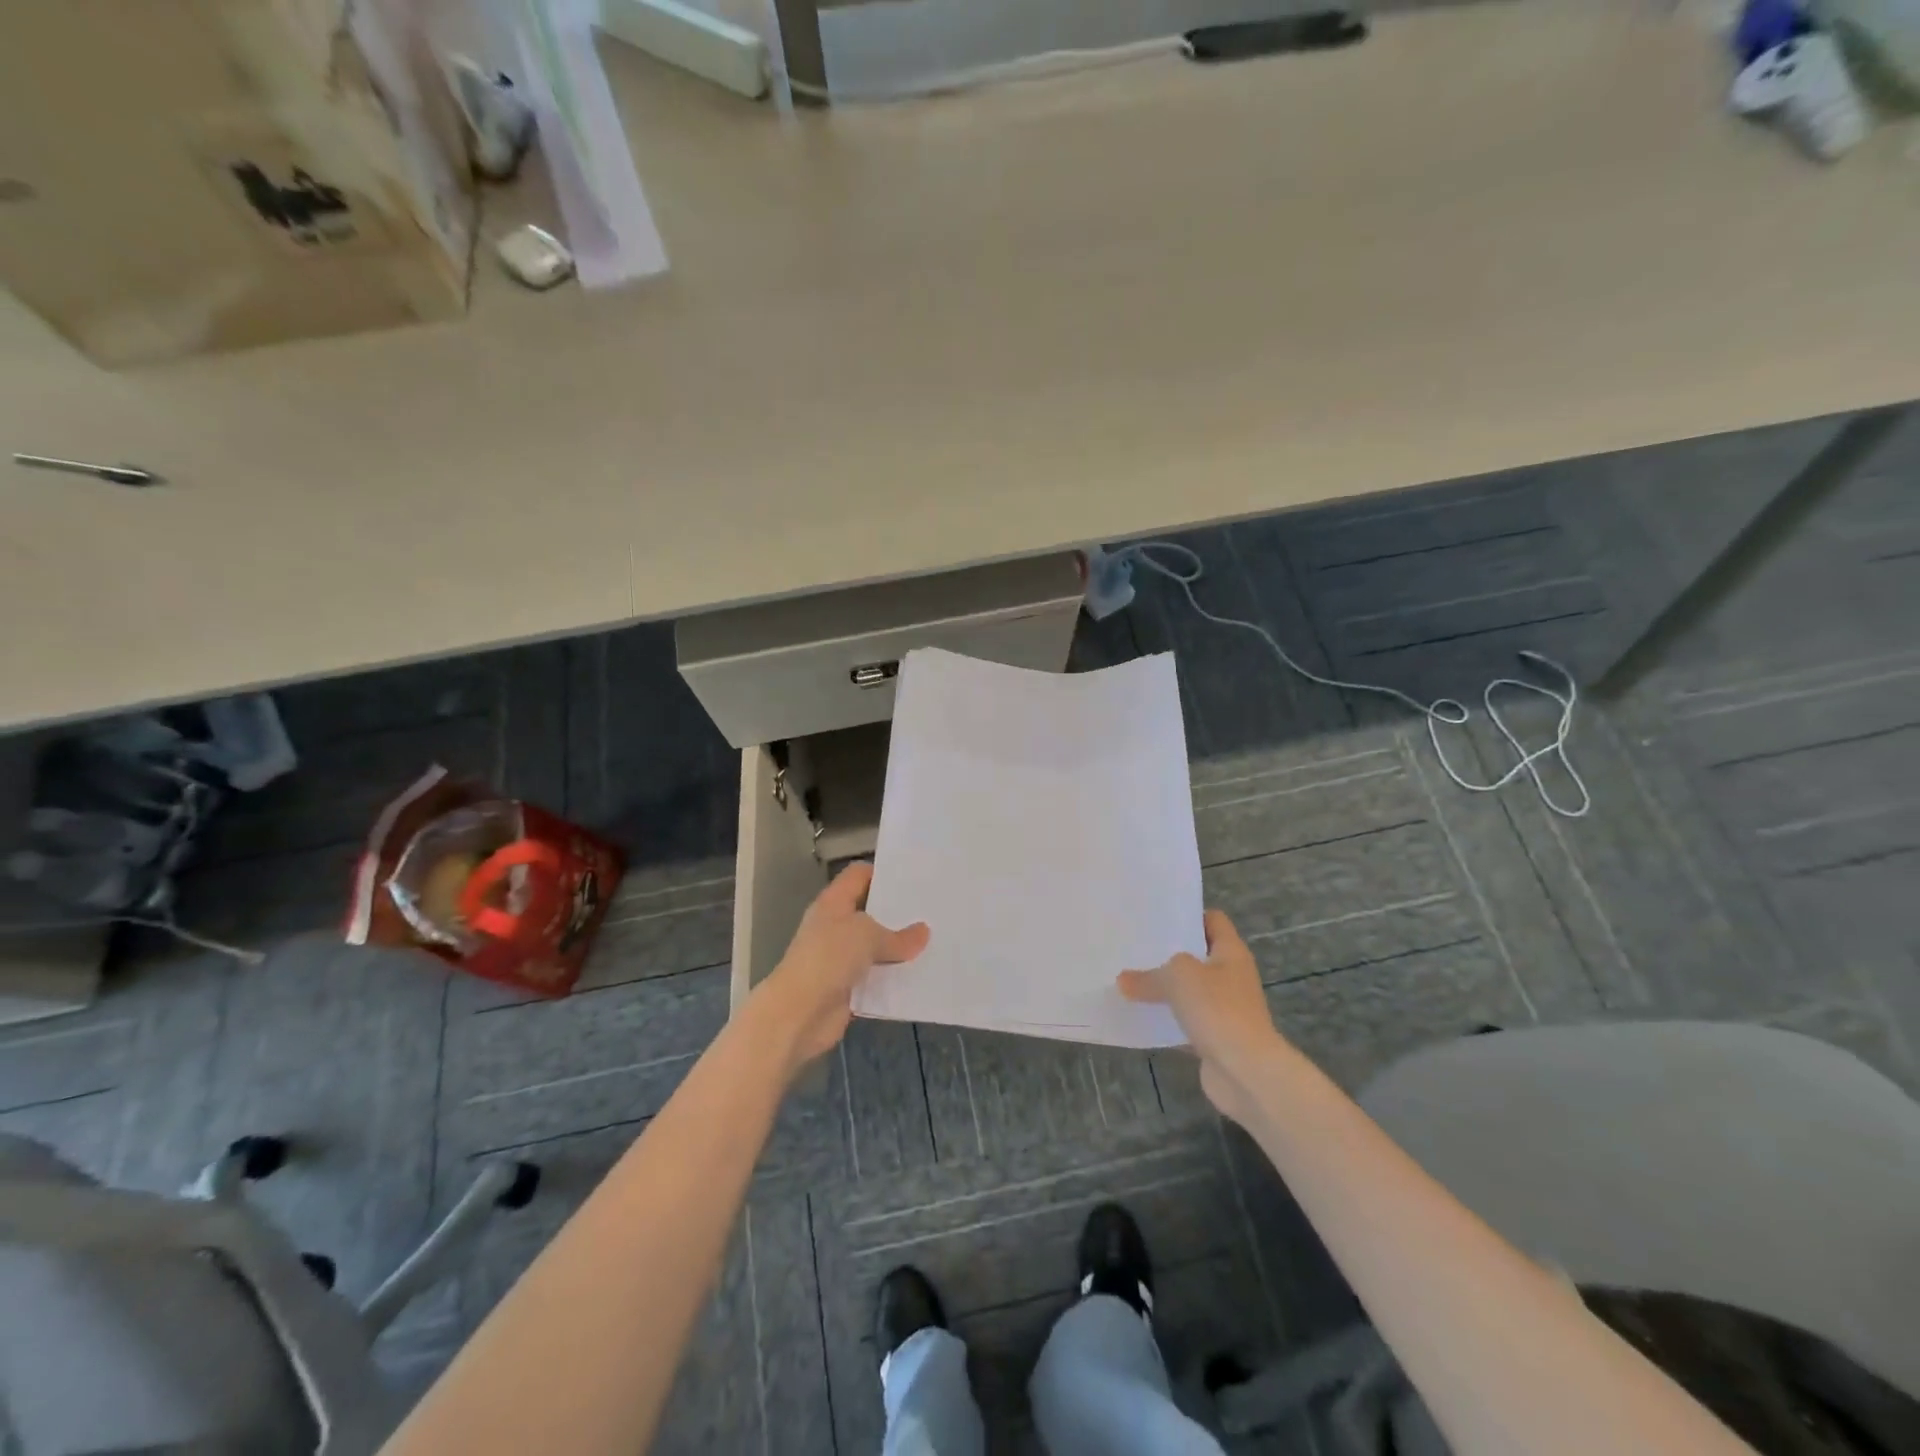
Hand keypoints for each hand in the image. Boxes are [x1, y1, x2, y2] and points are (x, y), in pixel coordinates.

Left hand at [751, 863, 928, 1078]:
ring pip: (875, 947)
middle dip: (898, 912)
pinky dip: (893, 977)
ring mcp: (840, 958)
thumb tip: (924, 932)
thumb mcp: (867, 937)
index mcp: (834, 902)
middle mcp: (835, 926)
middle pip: (870, 911)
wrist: (799, 1013)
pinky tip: (920, 974)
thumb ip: (898, 936)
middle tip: (931, 910)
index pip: (859, 875)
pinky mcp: (847, 987)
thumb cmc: (828, 958)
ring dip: (898, 948)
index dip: (883, 873)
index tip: (914, 878)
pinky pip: (876, 977)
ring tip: (934, 941)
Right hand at [1117, 909, 1285, 1122]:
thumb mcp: (1178, 978)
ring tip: (1129, 979)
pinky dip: (1166, 1021)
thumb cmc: (1218, 1009)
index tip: (1156, 917)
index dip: (1188, 915)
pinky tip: (1139, 1017)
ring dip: (1165, 989)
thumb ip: (1148, 975)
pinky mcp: (1215, 1038)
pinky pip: (1185, 1022)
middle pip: (1197, 956)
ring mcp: (1225, 1009)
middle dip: (1168, 953)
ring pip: (1189, 991)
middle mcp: (1231, 977)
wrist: (1246, 1072)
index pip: (1213, 920)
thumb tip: (1124, 981)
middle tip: (1134, 946)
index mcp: (1230, 953)